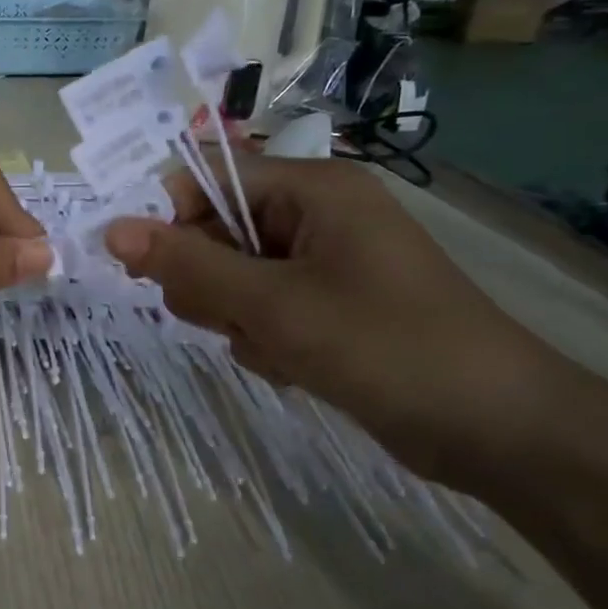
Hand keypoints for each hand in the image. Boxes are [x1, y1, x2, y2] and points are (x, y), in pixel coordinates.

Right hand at [104, 157, 571, 489]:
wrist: (496, 429)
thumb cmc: (384, 346)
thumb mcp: (272, 305)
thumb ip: (187, 265)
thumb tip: (111, 230)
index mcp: (312, 189)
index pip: (208, 179)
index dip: (169, 219)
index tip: (146, 270)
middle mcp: (316, 216)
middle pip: (216, 233)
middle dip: (211, 283)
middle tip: (237, 319)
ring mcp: (323, 265)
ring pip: (233, 279)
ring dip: (237, 319)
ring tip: (279, 348)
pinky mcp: (328, 307)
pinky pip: (262, 311)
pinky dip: (264, 340)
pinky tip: (296, 366)